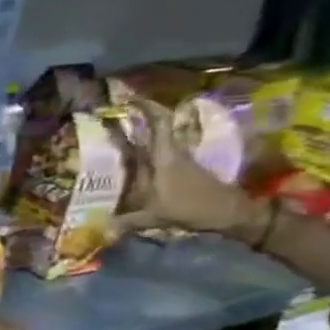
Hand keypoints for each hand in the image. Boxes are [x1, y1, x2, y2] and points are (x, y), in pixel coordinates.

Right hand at [118, 99, 262, 237]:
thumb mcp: (154, 217)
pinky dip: (145, 151)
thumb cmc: (192, 207)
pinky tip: (131, 160)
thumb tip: (99, 230)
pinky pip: (159, 153)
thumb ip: (125, 222)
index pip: (159, 122)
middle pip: (156, 127)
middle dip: (137, 118)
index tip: (128, 99)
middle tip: (113, 116)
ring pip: (157, 140)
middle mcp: (171, 153)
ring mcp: (178, 159)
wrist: (230, 212)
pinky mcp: (182, 168)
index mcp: (164, 157)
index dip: (146, 107)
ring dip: (141, 135)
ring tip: (117, 136)